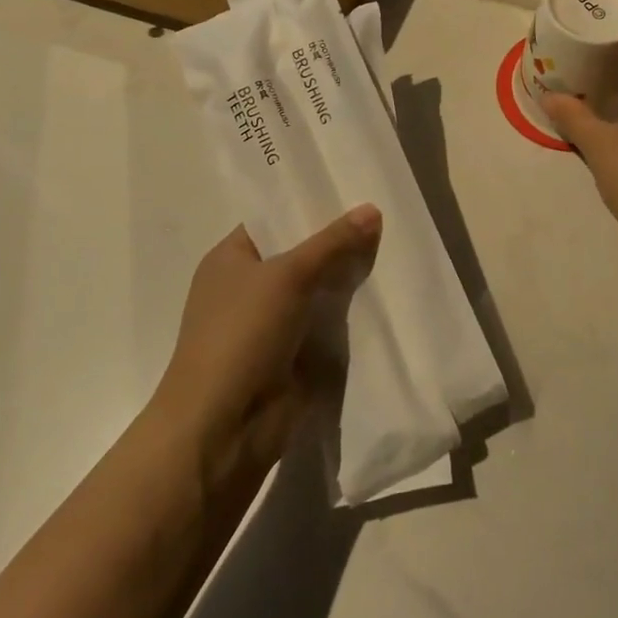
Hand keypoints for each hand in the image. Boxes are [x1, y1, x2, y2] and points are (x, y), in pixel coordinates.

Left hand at [152, 205, 381, 483]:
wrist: (223, 427)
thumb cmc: (242, 335)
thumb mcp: (288, 276)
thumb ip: (332, 243)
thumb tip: (373, 209)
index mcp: (230, 258)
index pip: (273, 218)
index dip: (309, 205)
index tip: (354, 190)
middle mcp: (247, 287)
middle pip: (299, 254)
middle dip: (337, 241)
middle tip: (384, 218)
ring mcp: (268, 324)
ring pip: (315, 290)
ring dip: (346, 279)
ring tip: (393, 248)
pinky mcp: (290, 356)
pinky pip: (324, 324)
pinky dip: (347, 314)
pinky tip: (384, 295)